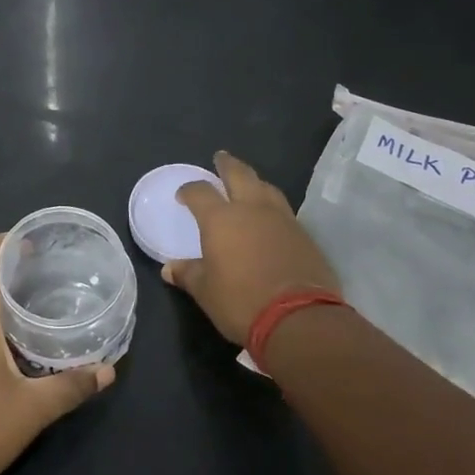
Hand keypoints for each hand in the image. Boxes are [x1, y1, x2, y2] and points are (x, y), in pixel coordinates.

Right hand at [163, 151, 340, 344]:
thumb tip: (170, 269)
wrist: (298, 317)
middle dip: (227, 165)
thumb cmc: (241, 301)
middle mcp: (252, 209)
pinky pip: (284, 210)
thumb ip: (188, 274)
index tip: (184, 194)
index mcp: (221, 219)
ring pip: (267, 188)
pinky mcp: (304, 234)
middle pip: (240, 174)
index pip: (200, 192)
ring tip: (248, 184)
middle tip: (220, 158)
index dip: (189, 190)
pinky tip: (270, 217)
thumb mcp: (206, 292)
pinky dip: (272, 207)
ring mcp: (283, 219)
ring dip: (254, 182)